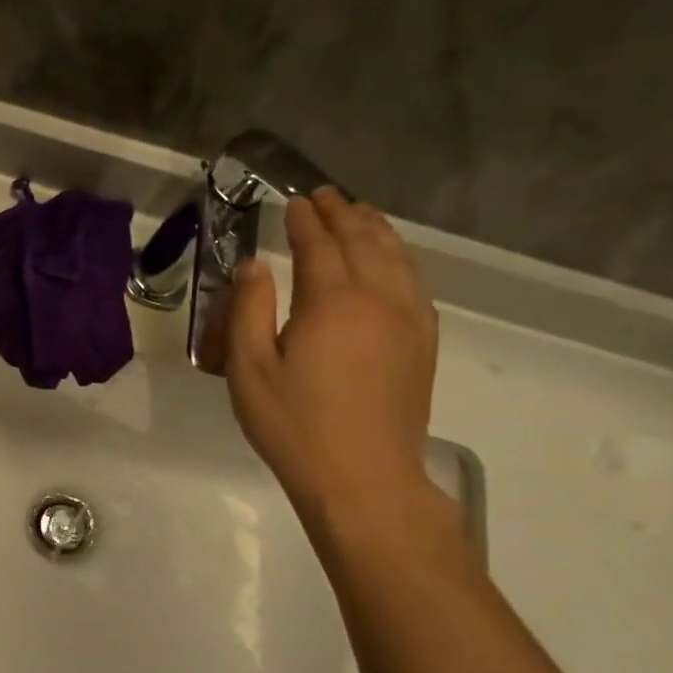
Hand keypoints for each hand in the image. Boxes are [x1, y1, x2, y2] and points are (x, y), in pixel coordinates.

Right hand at [223, 189, 438, 510]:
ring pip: (396, 257)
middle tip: (324, 196)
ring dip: (375, 229)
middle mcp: (377, 299)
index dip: (304, 219)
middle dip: (342, 213)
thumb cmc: (294, 425)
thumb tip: (255, 265)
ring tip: (358, 214)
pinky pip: (415, 282)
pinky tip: (391, 260)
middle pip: (363, 241)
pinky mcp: (423, 343)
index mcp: (331, 302)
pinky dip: (399, 258)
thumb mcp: (249, 369)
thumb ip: (249, 309)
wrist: (363, 477)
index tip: (292, 200)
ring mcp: (408, 320)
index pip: (319, 244)